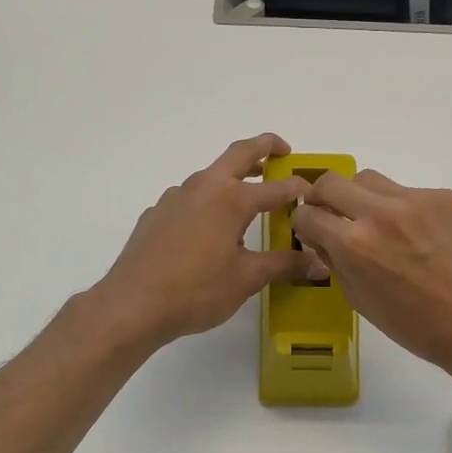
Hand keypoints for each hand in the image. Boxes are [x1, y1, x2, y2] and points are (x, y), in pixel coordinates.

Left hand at [91, 134, 319, 349]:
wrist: (132, 305)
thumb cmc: (197, 290)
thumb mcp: (247, 279)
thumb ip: (284, 265)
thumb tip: (318, 263)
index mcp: (231, 199)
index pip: (276, 187)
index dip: (298, 188)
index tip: (313, 194)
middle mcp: (203, 187)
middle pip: (239, 154)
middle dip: (264, 147)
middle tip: (283, 151)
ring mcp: (175, 198)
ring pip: (210, 175)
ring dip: (233, 177)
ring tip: (248, 198)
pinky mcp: (156, 214)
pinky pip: (189, 198)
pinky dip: (208, 201)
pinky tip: (209, 230)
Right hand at [291, 169, 451, 380]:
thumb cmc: (413, 325)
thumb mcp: (359, 300)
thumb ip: (335, 262)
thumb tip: (323, 238)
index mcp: (354, 244)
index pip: (308, 213)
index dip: (306, 223)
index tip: (314, 230)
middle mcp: (380, 212)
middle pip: (332, 182)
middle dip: (324, 197)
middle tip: (334, 214)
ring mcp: (415, 200)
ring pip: (371, 180)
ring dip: (363, 198)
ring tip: (379, 224)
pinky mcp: (444, 197)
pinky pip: (409, 192)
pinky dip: (404, 210)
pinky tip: (420, 237)